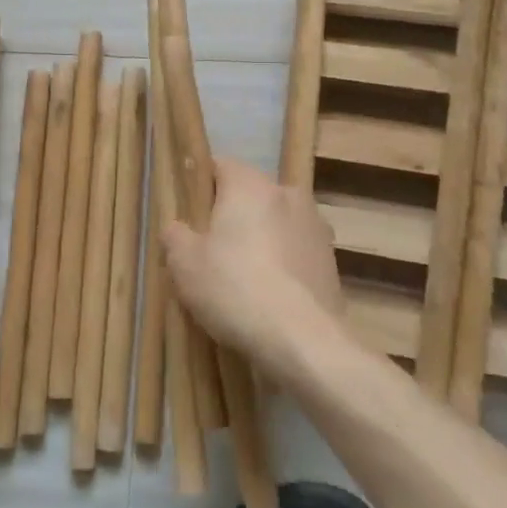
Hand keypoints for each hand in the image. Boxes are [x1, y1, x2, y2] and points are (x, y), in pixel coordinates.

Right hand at [162, 157, 344, 372]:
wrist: (303, 341)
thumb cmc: (235, 289)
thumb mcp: (184, 264)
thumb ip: (175, 235)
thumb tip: (177, 228)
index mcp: (251, 184)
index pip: (219, 166)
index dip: (200, 188)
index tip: (189, 216)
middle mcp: (288, 193)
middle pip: (250, 196)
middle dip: (232, 216)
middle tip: (210, 251)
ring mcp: (316, 226)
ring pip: (275, 224)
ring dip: (260, 240)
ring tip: (242, 279)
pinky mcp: (331, 260)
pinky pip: (295, 252)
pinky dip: (282, 265)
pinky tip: (268, 297)